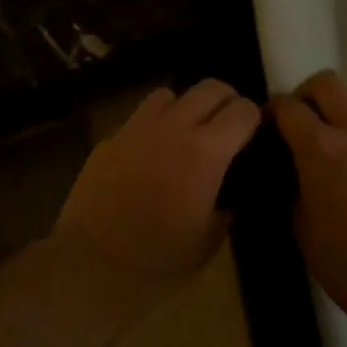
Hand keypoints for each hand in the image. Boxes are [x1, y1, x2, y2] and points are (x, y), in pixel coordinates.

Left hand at [53, 79, 261, 286]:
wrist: (94, 259)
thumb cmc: (158, 256)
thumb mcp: (207, 241)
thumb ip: (224, 211)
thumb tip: (226, 200)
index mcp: (206, 152)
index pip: (242, 110)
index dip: (253, 118)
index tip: (251, 133)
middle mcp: (174, 128)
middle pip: (209, 87)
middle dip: (225, 99)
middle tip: (226, 124)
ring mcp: (138, 128)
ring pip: (170, 93)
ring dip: (184, 106)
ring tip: (185, 131)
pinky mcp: (111, 138)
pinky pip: (139, 117)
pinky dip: (152, 125)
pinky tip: (150, 152)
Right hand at [269, 71, 346, 309]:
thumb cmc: (345, 262)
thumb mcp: (300, 225)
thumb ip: (293, 185)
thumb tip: (293, 169)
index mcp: (319, 149)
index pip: (287, 107)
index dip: (272, 111)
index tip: (267, 125)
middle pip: (326, 82)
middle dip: (306, 95)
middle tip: (302, 120)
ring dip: (344, 100)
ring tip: (340, 127)